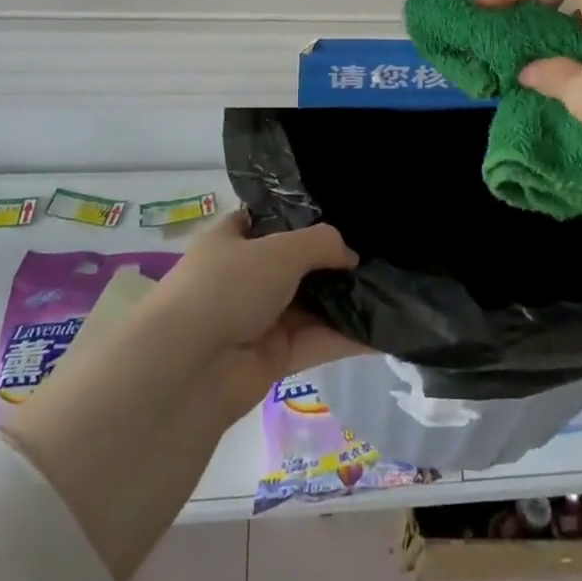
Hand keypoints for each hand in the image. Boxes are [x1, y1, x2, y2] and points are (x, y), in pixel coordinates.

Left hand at [150, 211, 367, 418]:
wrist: (188, 367)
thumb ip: (321, 243)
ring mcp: (259, 319)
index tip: (343, 213)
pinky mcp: (274, 359)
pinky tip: (386, 330)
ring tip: (393, 287)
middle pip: (297, 264)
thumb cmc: (227, 286)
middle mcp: (245, 277)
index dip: (302, 216)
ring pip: (311, 305)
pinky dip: (348, 338)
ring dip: (346, 300)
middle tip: (380, 251)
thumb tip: (351, 255)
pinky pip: (317, 342)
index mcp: (232, 240)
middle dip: (334, 261)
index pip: (269, 220)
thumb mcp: (280, 249)